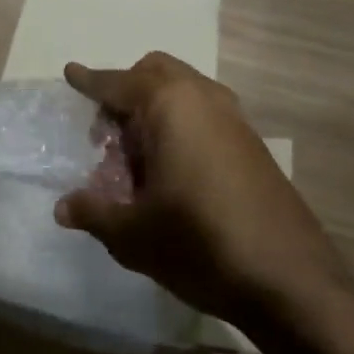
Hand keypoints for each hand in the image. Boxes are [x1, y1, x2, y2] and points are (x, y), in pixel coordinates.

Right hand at [54, 53, 353, 322]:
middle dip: (126, 92)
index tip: (70, 73)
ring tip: (137, 160)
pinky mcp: (252, 145)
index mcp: (170, 105)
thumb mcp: (133, 234)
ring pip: (184, 92)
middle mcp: (203, 98)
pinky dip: (181, 126)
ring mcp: (234, 120)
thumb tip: (63, 207)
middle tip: (106, 135)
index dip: (90, 81)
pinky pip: (204, 115)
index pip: (118, 83)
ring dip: (154, 110)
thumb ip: (94, 212)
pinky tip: (172, 174)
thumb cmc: (199, 244)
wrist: (290, 280)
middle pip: (155, 73)